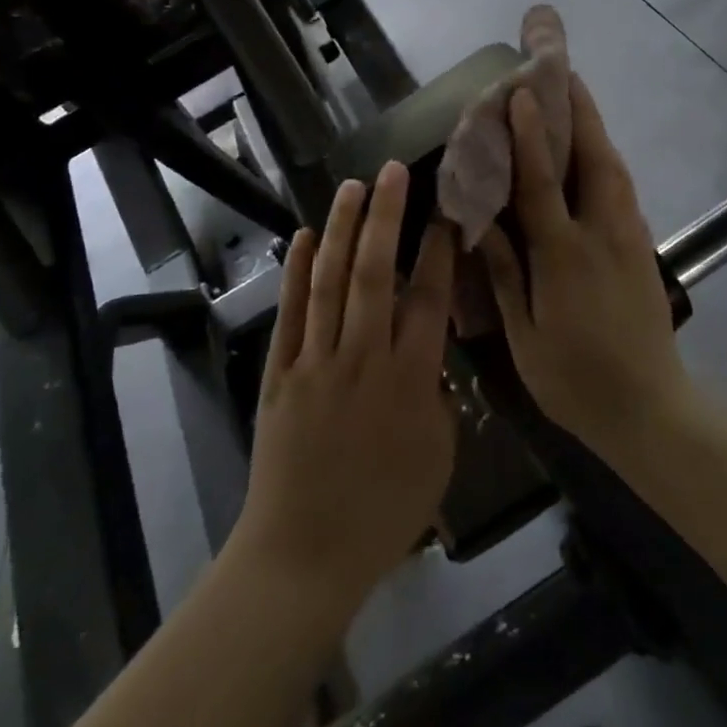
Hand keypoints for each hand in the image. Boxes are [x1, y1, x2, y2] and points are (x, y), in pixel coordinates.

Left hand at [232, 163, 457, 606]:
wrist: (305, 554)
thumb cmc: (384, 512)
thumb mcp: (439, 456)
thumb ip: (439, 395)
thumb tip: (431, 354)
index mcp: (410, 381)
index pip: (429, 299)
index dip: (438, 250)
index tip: (445, 211)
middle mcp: (363, 358)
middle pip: (376, 273)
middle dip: (387, 217)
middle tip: (393, 172)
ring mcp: (316, 363)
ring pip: (332, 282)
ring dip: (344, 230)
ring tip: (353, 186)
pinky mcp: (281, 374)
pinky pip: (291, 313)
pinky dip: (298, 272)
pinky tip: (307, 237)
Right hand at [477, 76, 691, 456]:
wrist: (650, 409)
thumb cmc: (575, 380)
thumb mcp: (525, 335)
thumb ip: (504, 273)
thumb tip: (478, 222)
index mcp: (564, 257)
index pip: (543, 183)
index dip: (529, 136)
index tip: (520, 93)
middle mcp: (601, 235)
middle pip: (593, 160)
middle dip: (579, 111)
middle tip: (563, 70)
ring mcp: (629, 239)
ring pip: (614, 170)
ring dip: (595, 129)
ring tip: (577, 98)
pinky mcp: (643, 249)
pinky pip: (623, 191)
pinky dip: (606, 161)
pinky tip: (594, 155)